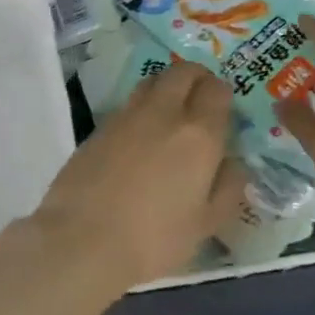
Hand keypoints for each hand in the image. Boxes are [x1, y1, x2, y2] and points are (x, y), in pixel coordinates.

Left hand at [34, 62, 248, 288]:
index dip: (223, 95)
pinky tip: (139, 137)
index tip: (224, 111)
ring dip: (166, 87)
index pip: (217, 90)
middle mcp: (163, 114)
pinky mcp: (97, 129)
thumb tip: (233, 163)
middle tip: (200, 99)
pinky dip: (140, 109)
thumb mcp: (206, 224)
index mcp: (198, 135)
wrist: (81, 241)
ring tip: (170, 114)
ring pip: (152, 82)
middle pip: (182, 72)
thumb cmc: (154, 239)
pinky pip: (127, 105)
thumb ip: (227, 187)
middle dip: (196, 78)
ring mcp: (125, 118)